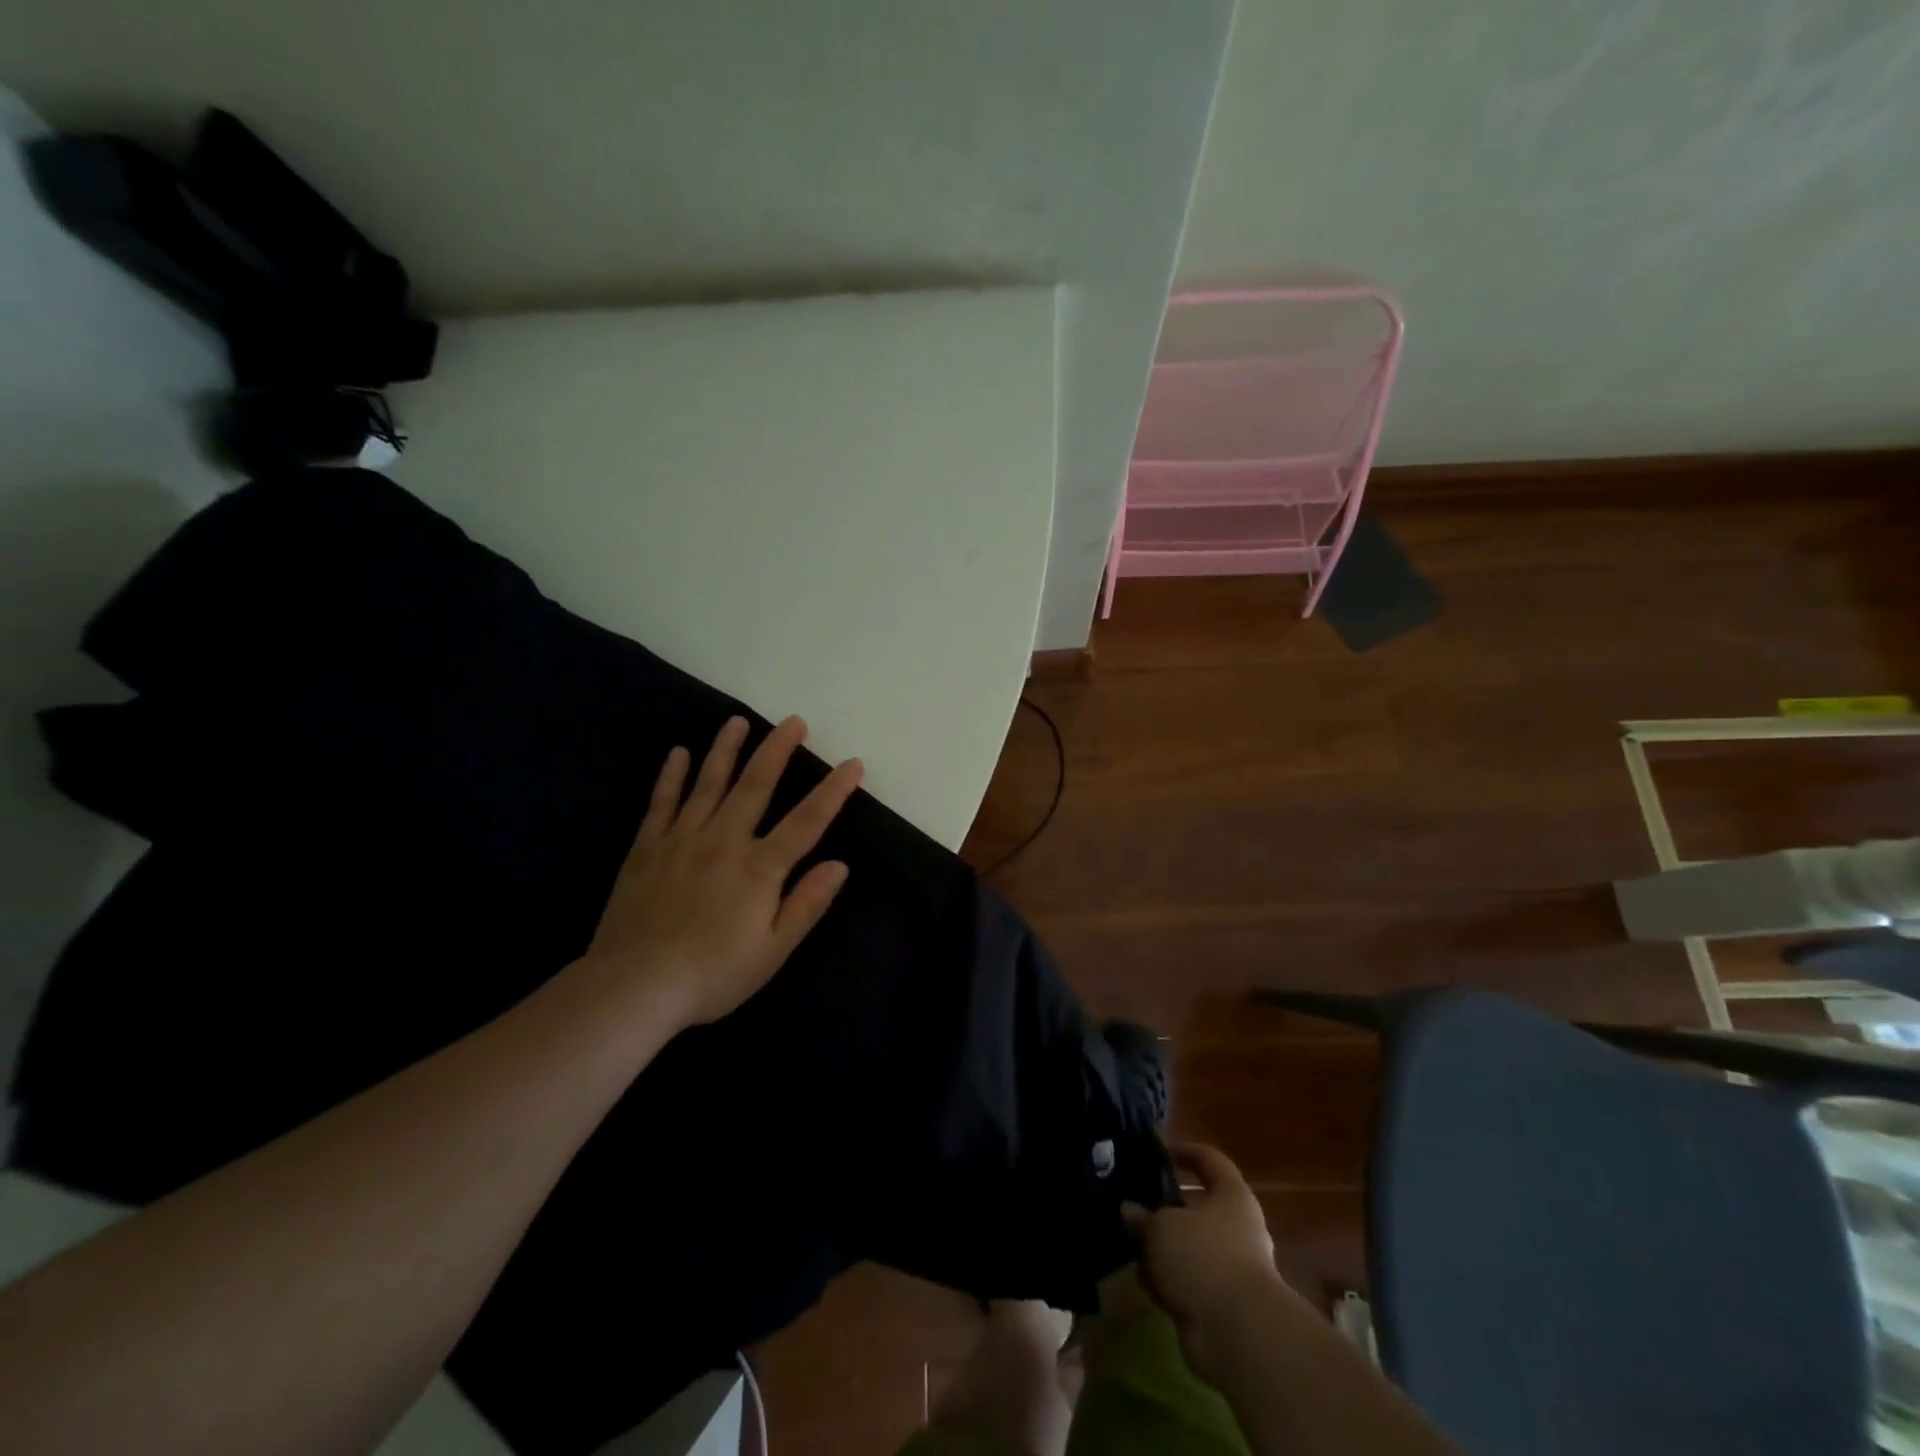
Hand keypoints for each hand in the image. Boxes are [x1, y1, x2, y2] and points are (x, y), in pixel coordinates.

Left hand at [580, 715, 862, 1029]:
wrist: (633, 987)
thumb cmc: (712, 974)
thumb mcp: (773, 951)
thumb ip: (807, 904)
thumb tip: (840, 865)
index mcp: (759, 868)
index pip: (807, 820)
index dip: (833, 791)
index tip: (852, 764)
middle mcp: (724, 841)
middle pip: (755, 785)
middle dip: (778, 750)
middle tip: (793, 721)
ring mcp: (682, 839)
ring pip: (709, 783)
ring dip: (726, 749)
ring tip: (737, 721)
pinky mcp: (647, 848)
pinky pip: (662, 803)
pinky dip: (671, 776)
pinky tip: (678, 753)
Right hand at [1123, 1143, 1284, 1378]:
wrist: (1237, 1334)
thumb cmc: (1203, 1257)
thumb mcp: (1162, 1226)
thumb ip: (1142, 1216)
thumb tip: (1129, 1211)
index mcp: (1232, 1196)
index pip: (1210, 1159)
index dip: (1185, 1151)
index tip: (1157, 1151)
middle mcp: (1236, 1228)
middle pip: (1196, 1206)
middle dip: (1164, 1207)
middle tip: (1133, 1200)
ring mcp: (1229, 1267)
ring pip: (1188, 1246)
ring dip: (1162, 1247)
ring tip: (1129, 1241)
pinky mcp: (1219, 1302)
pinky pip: (1187, 1280)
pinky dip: (1167, 1279)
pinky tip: (1141, 1278)